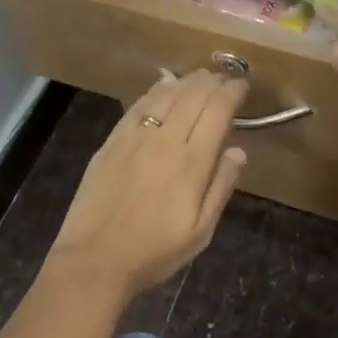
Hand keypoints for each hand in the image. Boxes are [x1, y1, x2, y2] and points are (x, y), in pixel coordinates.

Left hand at [46, 71, 249, 301]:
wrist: (95, 260)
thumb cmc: (154, 251)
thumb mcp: (200, 232)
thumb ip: (221, 187)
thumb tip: (238, 151)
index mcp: (192, 162)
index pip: (218, 111)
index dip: (233, 92)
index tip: (242, 86)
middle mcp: (166, 139)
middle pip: (194, 96)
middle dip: (213, 81)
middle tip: (224, 78)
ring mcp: (136, 136)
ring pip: (167, 94)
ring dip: (187, 81)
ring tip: (200, 77)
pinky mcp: (113, 140)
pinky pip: (140, 104)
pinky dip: (157, 89)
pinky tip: (165, 85)